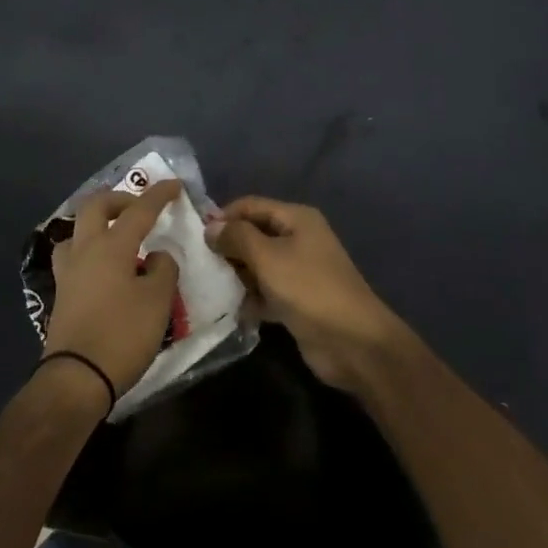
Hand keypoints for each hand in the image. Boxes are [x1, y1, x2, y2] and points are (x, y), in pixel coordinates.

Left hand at [42, 180, 183, 404]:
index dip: (159, 195)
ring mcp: (68, 271)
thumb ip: (163, 270)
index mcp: (111, 246)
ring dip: (97, 224)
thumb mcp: (158, 302)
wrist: (76, 377)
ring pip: (77, 230)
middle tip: (139, 207)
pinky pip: (74, 255)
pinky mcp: (62, 293)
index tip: (175, 185)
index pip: (138, 210)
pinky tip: (104, 267)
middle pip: (95, 207)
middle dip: (119, 199)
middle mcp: (85, 250)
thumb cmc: (122, 335)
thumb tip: (157, 256)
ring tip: (117, 236)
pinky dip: (90, 249)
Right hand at [211, 196, 408, 393]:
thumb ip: (237, 237)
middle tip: (198, 263)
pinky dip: (250, 298)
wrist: (352, 342)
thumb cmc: (309, 289)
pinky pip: (266, 291)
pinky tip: (230, 309)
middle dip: (228, 247)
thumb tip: (211, 226)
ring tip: (208, 285)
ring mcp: (299, 271)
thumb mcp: (268, 257)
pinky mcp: (297, 300)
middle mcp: (298, 239)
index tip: (195, 234)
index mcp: (297, 218)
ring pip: (258, 265)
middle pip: (254, 234)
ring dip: (237, 274)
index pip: (251, 205)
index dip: (224, 215)